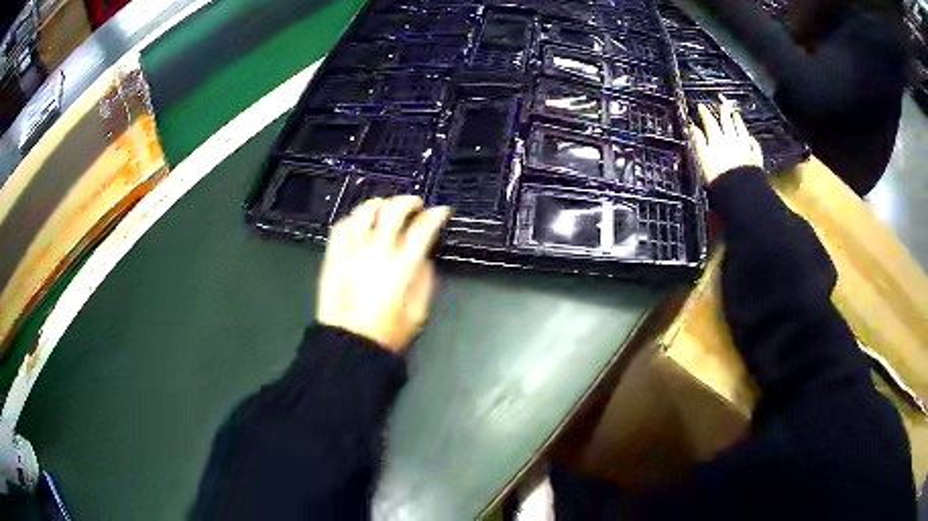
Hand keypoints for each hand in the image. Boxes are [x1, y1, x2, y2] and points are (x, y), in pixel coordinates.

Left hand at [317, 196, 450, 352]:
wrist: (350, 345)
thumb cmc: (389, 333)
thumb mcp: (419, 311)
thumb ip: (424, 279)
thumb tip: (423, 255)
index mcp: (402, 267)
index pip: (423, 228)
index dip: (436, 215)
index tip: (442, 212)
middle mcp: (377, 252)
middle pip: (393, 211)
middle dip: (409, 202)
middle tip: (415, 206)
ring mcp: (352, 252)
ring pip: (364, 212)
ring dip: (379, 204)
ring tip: (385, 207)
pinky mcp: (333, 257)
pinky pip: (341, 227)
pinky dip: (352, 220)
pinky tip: (359, 224)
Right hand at [690, 96, 763, 183]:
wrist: (740, 191)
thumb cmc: (718, 177)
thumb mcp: (702, 158)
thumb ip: (698, 141)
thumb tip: (692, 128)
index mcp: (716, 139)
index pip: (709, 121)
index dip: (704, 112)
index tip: (701, 106)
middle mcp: (731, 139)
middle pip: (727, 121)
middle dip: (723, 110)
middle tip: (721, 102)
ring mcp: (744, 147)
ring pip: (741, 128)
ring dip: (738, 119)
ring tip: (735, 113)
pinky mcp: (755, 157)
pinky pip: (754, 145)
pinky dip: (752, 139)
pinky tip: (751, 138)